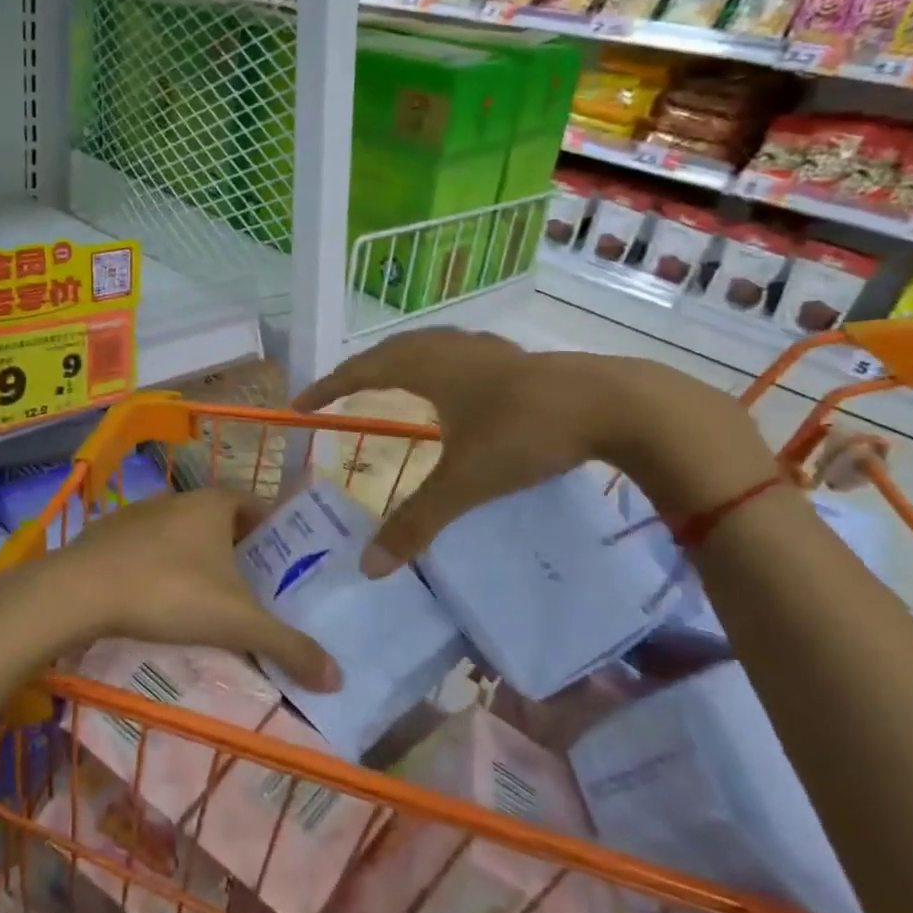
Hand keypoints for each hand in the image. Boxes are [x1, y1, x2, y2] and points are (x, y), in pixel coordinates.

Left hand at [54, 488, 341, 691]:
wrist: (80, 590)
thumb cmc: (170, 592)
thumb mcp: (237, 622)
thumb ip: (288, 646)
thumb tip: (337, 678)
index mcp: (215, 503)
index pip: (259, 506)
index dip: (276, 533)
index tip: (286, 566)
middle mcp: (180, 499)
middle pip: (222, 522)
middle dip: (239, 553)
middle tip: (253, 591)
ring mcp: (140, 513)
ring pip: (183, 535)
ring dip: (198, 561)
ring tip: (208, 602)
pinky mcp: (108, 534)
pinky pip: (148, 548)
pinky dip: (160, 568)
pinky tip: (158, 601)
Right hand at [294, 329, 773, 574]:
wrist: (613, 403)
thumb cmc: (526, 433)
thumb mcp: (466, 481)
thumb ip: (416, 522)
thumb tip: (368, 566)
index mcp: (428, 367)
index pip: (360, 371)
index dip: (327, 387)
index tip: (300, 404)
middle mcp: (449, 348)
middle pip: (389, 350)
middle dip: (357, 370)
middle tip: (336, 392)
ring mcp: (485, 349)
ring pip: (426, 346)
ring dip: (397, 361)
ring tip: (385, 381)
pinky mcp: (514, 358)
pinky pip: (455, 352)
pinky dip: (435, 364)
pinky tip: (452, 384)